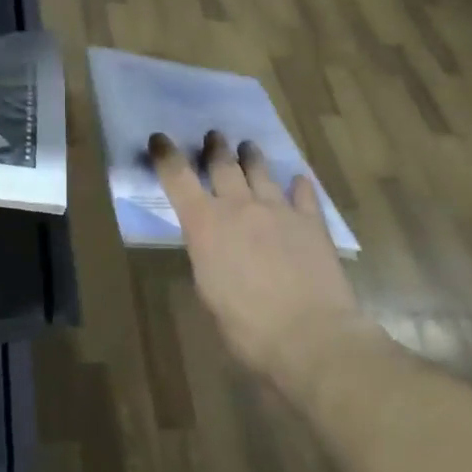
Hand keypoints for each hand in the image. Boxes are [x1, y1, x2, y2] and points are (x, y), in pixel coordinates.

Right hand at [150, 131, 370, 379]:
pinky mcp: (312, 222)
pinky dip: (298, 185)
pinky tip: (298, 180)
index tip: (159, 139)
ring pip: (262, 171)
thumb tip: (213, 246)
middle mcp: (240, 207)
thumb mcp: (209, 291)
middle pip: (224, 165)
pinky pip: (303, 193)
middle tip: (214, 136)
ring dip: (252, 157)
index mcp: (205, 225)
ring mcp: (279, 210)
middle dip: (215, 148)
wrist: (309, 335)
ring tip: (248, 147)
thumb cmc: (247, 327)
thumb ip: (208, 257)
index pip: (178, 179)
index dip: (166, 155)